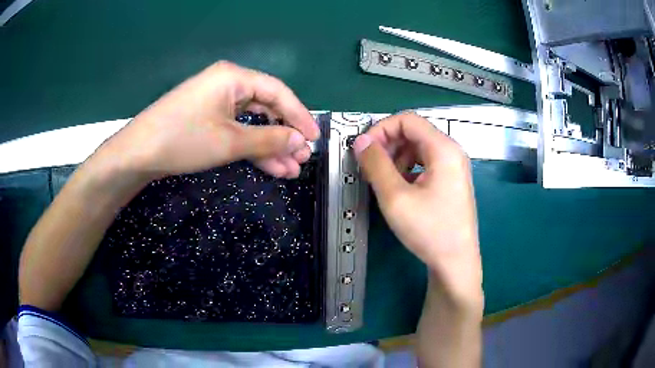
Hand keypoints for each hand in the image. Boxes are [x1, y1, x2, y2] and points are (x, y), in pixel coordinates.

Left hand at [96, 61, 319, 179]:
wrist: (137, 155)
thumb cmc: (183, 140)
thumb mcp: (229, 141)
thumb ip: (269, 139)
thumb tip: (300, 141)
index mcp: (234, 77)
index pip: (278, 92)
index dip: (299, 115)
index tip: (315, 138)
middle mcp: (227, 84)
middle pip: (266, 107)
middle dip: (285, 135)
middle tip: (302, 158)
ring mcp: (216, 103)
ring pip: (252, 123)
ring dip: (270, 146)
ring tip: (290, 170)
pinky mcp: (207, 119)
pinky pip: (237, 130)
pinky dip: (252, 148)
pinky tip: (270, 166)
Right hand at [353, 112, 482, 306]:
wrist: (455, 262)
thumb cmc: (430, 231)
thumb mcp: (396, 197)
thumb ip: (376, 164)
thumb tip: (361, 141)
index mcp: (444, 149)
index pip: (407, 120)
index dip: (381, 129)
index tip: (363, 149)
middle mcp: (452, 152)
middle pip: (413, 132)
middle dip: (388, 145)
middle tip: (370, 166)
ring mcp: (453, 167)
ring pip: (418, 148)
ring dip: (396, 158)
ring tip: (384, 180)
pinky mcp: (451, 180)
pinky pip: (425, 163)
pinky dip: (407, 169)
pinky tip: (399, 188)